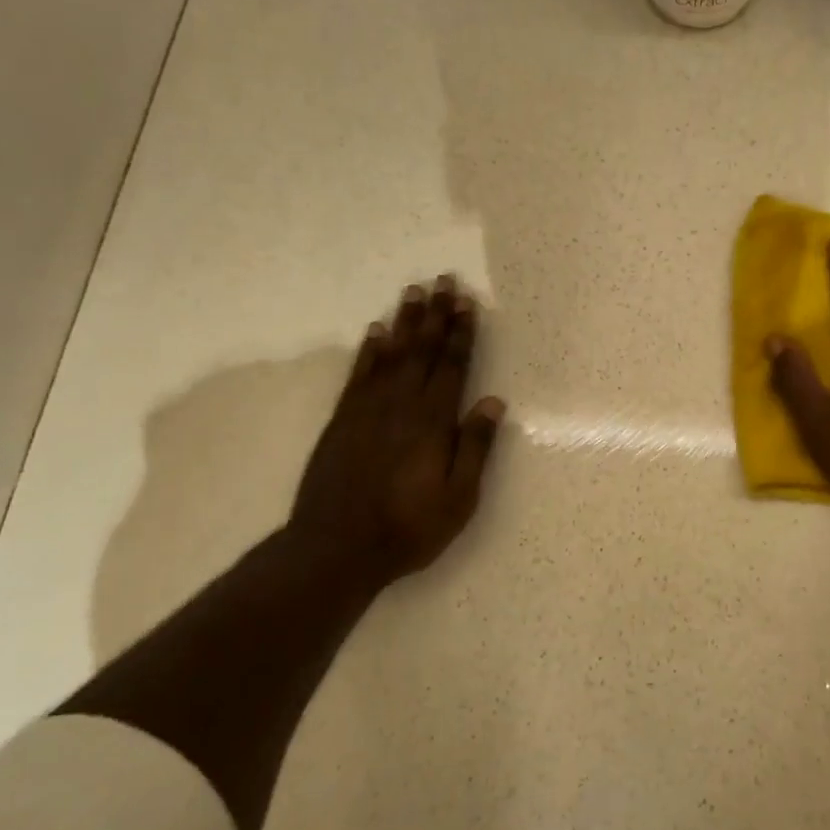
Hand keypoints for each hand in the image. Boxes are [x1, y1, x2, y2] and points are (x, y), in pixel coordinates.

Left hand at [289, 276, 504, 589]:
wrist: (336, 548)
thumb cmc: (409, 528)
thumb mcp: (459, 499)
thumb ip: (475, 447)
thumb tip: (493, 401)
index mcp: (432, 423)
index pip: (451, 367)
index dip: (461, 334)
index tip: (467, 303)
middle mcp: (400, 406)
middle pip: (422, 351)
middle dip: (435, 315)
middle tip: (443, 281)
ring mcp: (367, 411)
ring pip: (390, 355)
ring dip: (404, 323)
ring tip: (413, 292)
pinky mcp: (342, 421)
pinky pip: (359, 375)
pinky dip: (369, 351)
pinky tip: (377, 333)